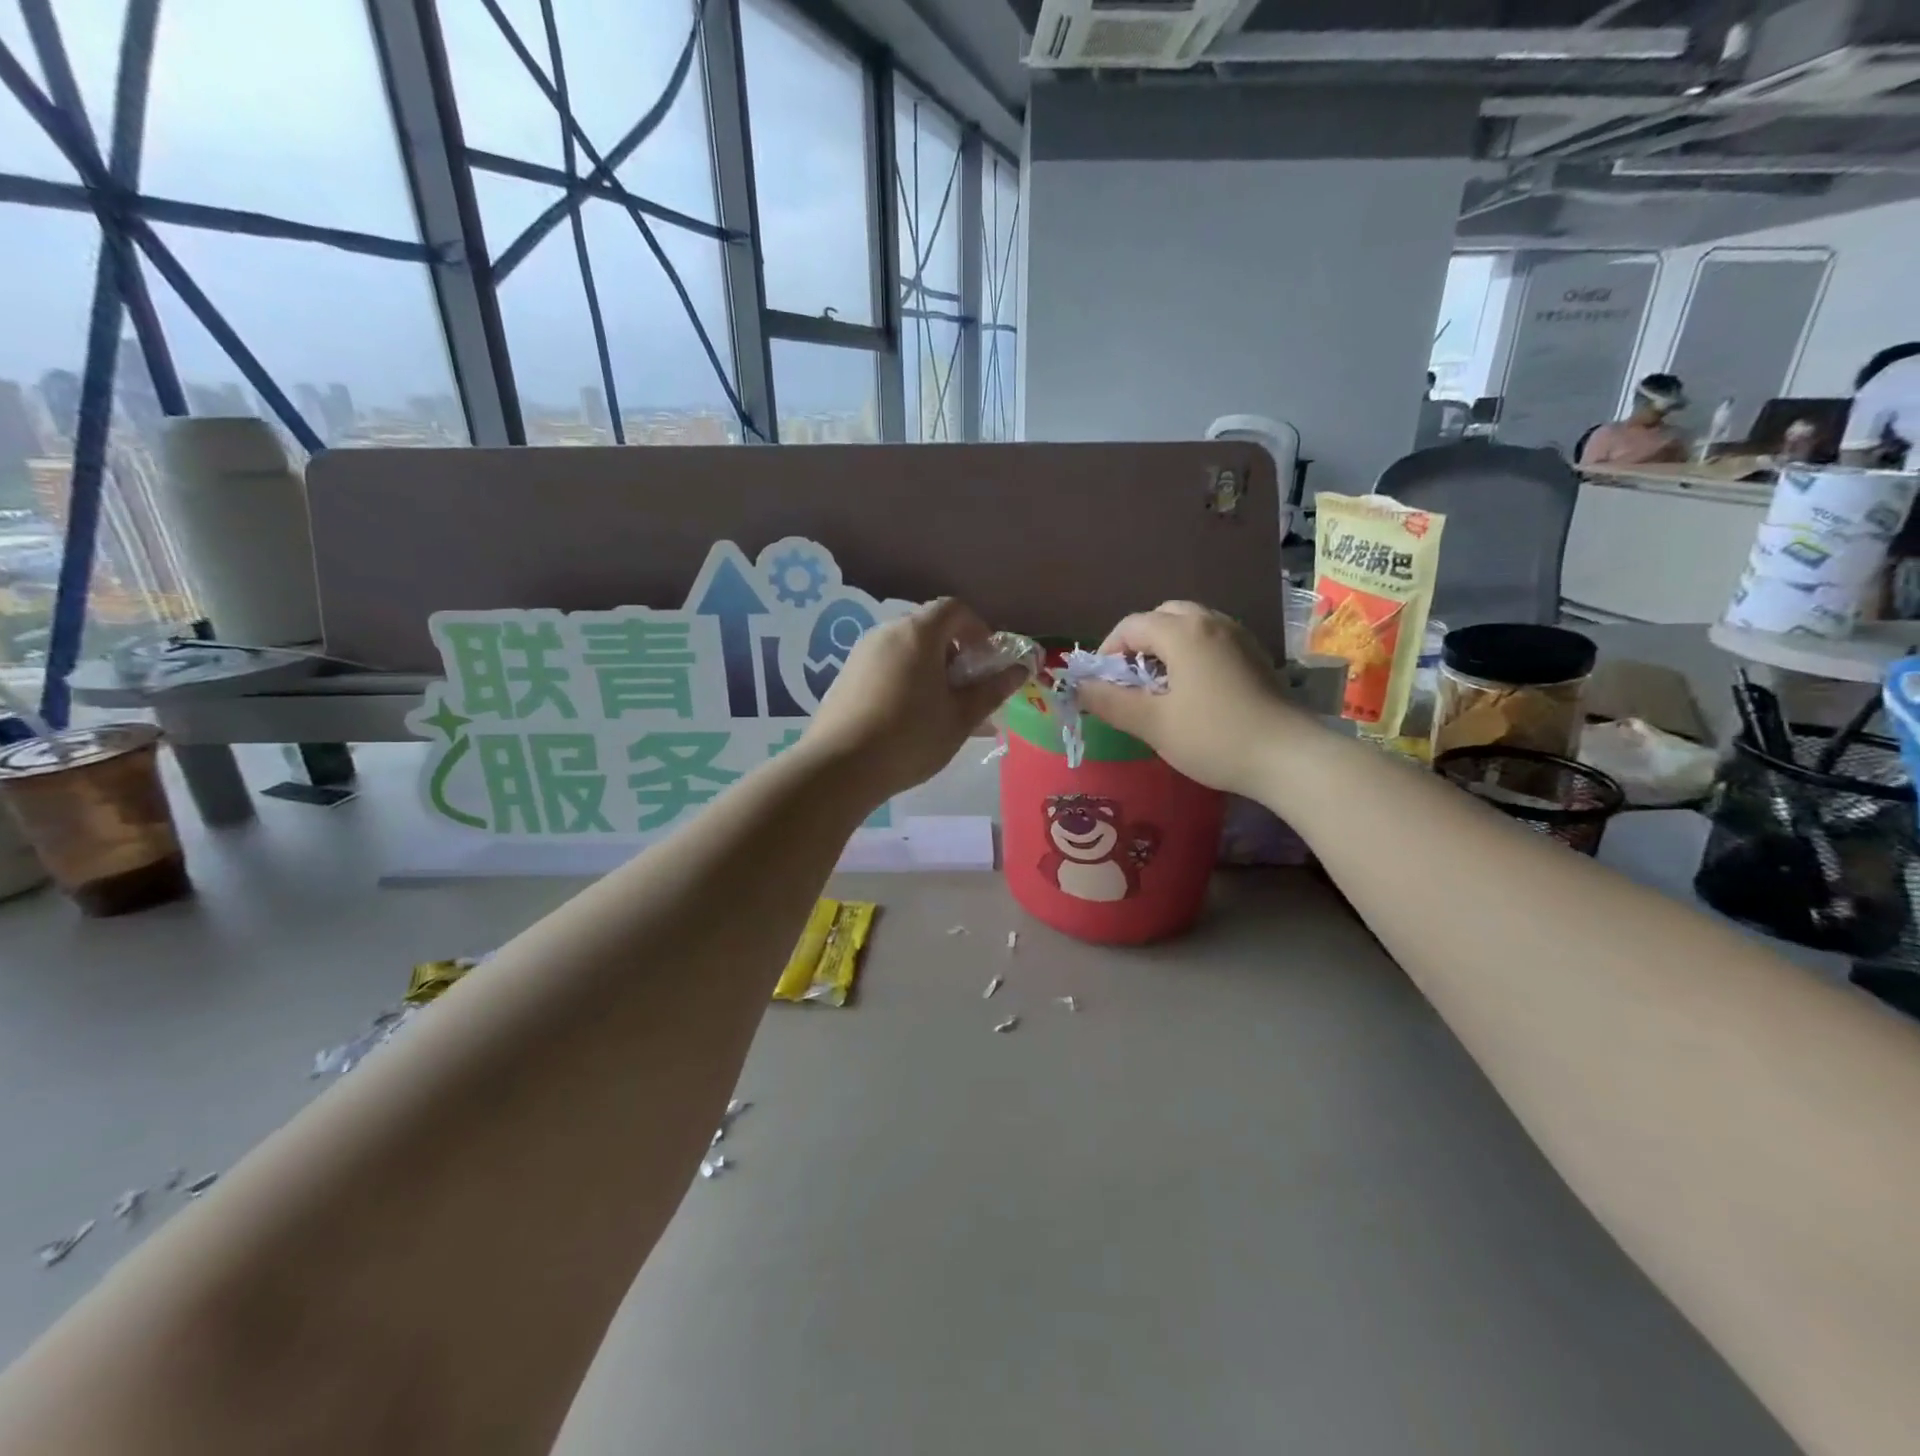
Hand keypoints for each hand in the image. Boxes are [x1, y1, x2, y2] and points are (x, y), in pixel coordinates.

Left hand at [803, 598, 1026, 802]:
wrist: (839, 768)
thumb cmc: (910, 738)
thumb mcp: (960, 718)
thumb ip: (991, 690)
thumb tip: (1019, 670)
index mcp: (918, 634)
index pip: (954, 609)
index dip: (978, 629)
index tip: (987, 662)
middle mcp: (886, 632)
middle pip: (929, 628)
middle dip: (955, 653)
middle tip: (966, 690)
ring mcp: (861, 653)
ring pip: (906, 649)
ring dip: (930, 669)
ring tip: (940, 710)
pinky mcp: (845, 676)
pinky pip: (886, 666)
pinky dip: (905, 679)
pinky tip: (909, 718)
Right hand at [1076, 601, 1291, 797]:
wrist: (1289, 756)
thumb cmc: (1214, 738)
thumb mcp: (1153, 724)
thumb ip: (1110, 702)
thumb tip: (1078, 687)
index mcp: (1183, 632)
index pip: (1131, 625)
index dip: (1108, 651)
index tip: (1102, 684)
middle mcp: (1212, 622)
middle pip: (1163, 616)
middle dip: (1139, 642)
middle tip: (1131, 680)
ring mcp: (1239, 636)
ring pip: (1191, 625)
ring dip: (1166, 646)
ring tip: (1160, 686)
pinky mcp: (1256, 655)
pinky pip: (1213, 639)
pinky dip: (1192, 653)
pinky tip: (1194, 690)